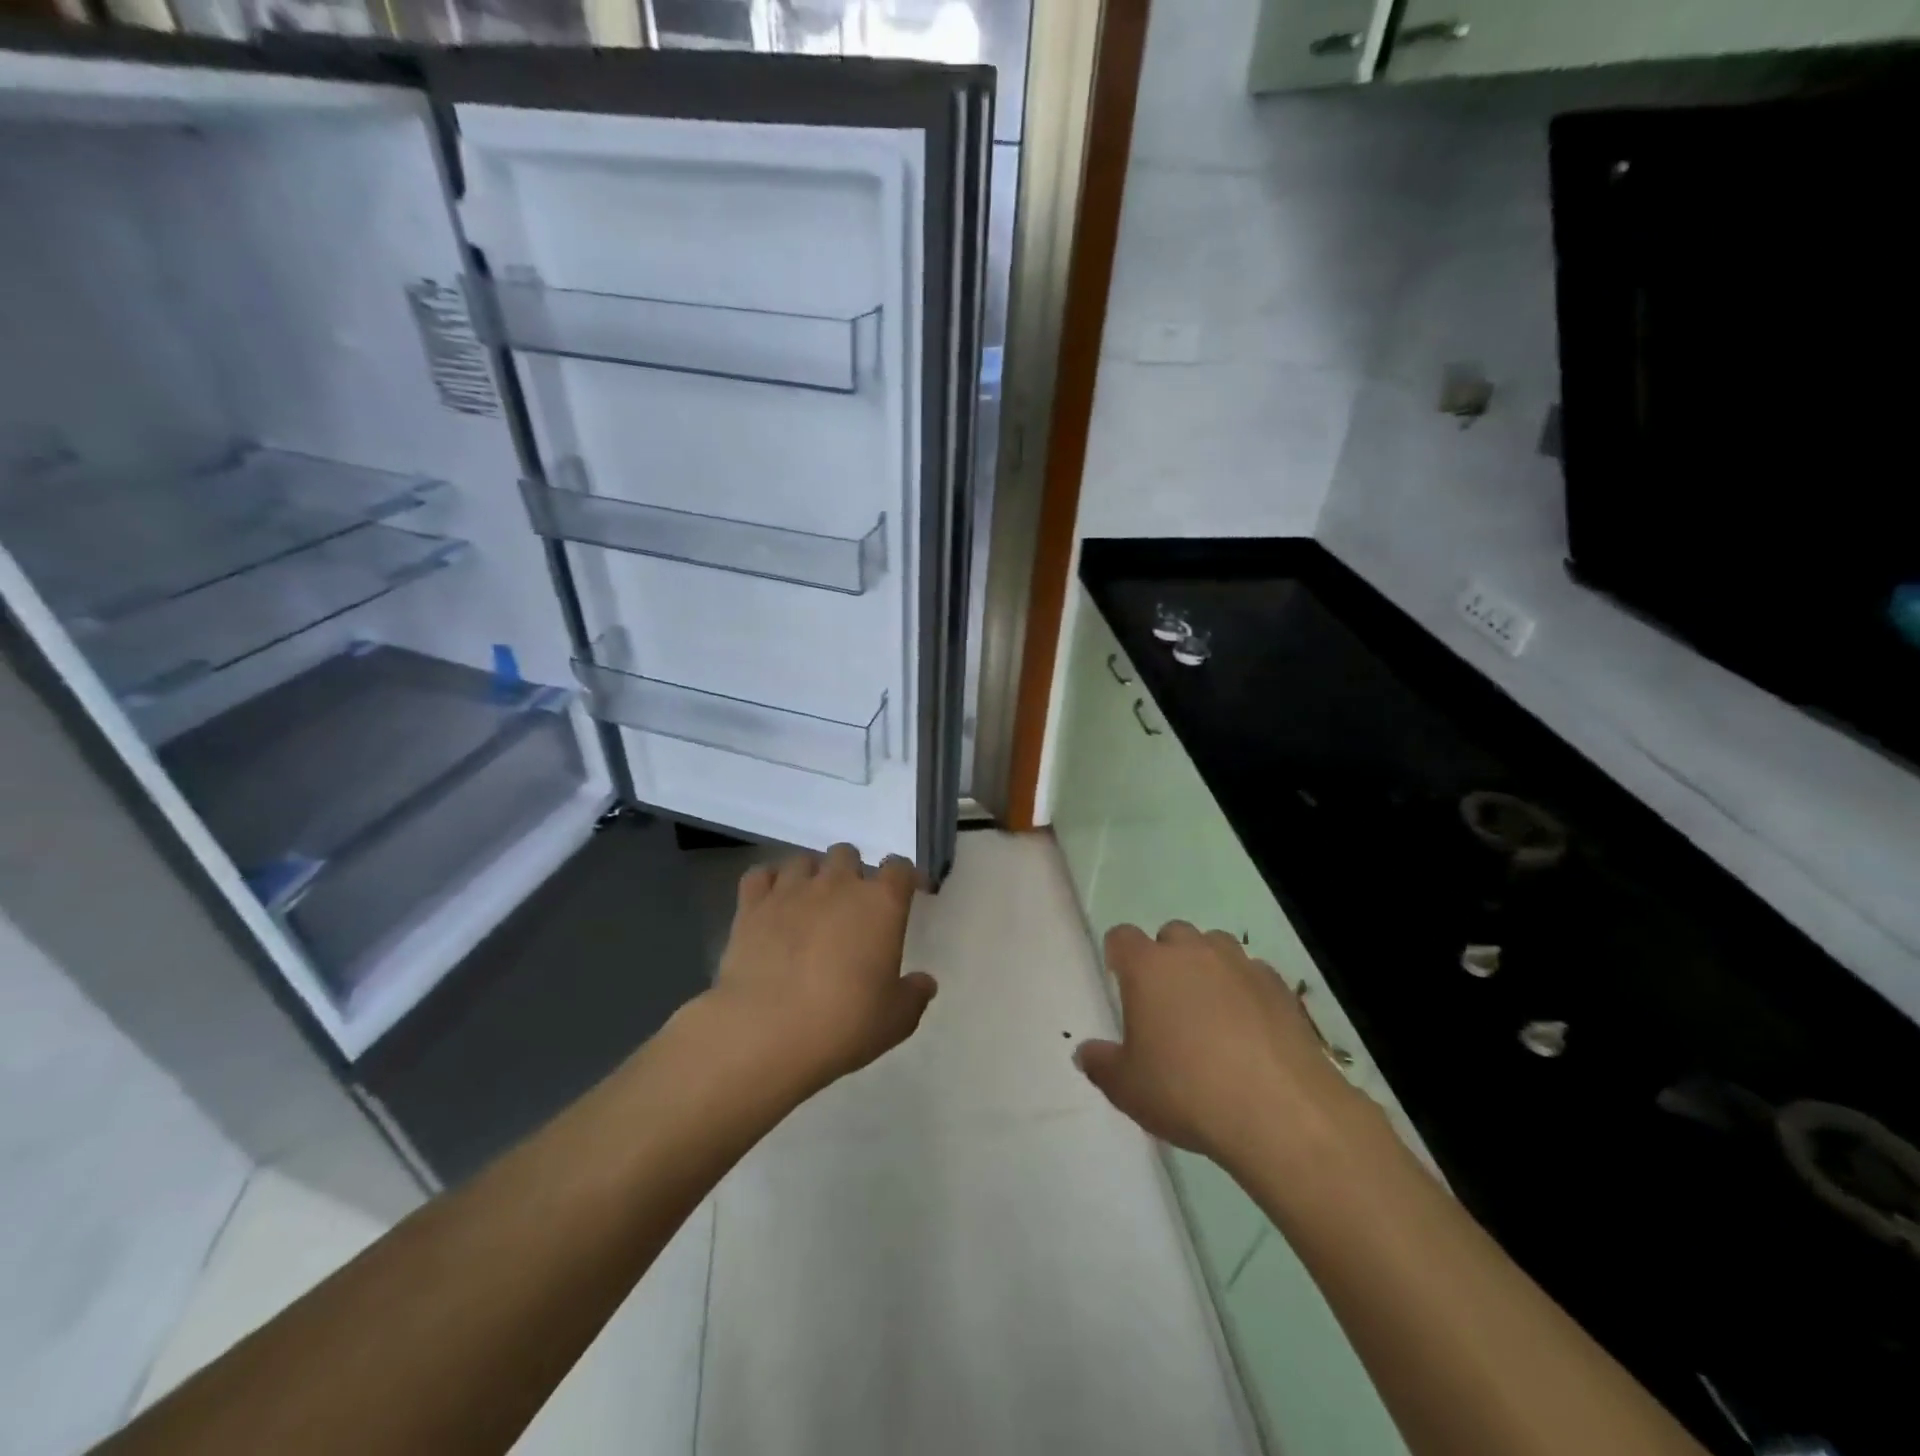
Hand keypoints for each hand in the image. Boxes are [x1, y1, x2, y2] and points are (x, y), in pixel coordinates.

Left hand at [708, 844, 936, 1095]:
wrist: (766, 1032)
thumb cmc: (843, 1023)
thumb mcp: (896, 1019)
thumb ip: (914, 994)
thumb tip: (924, 982)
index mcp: (881, 904)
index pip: (899, 868)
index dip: (904, 878)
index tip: (907, 894)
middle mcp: (837, 884)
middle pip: (847, 854)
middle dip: (852, 873)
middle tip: (850, 906)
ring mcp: (791, 890)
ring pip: (804, 860)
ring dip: (811, 876)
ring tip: (809, 903)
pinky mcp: (752, 905)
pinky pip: (760, 874)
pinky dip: (768, 883)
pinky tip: (771, 903)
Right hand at [1075, 922, 1370, 1174]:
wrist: (1280, 1112)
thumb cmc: (1187, 1092)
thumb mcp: (1127, 1088)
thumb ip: (1101, 1064)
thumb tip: (1084, 1052)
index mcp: (1148, 967)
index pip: (1122, 937)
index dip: (1119, 955)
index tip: (1121, 982)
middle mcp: (1193, 953)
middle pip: (1172, 934)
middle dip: (1166, 958)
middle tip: (1166, 1003)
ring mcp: (1240, 965)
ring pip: (1215, 946)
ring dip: (1207, 967)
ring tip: (1210, 1011)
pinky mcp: (1279, 987)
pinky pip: (1252, 973)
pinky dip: (1244, 990)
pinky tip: (1249, 1029)